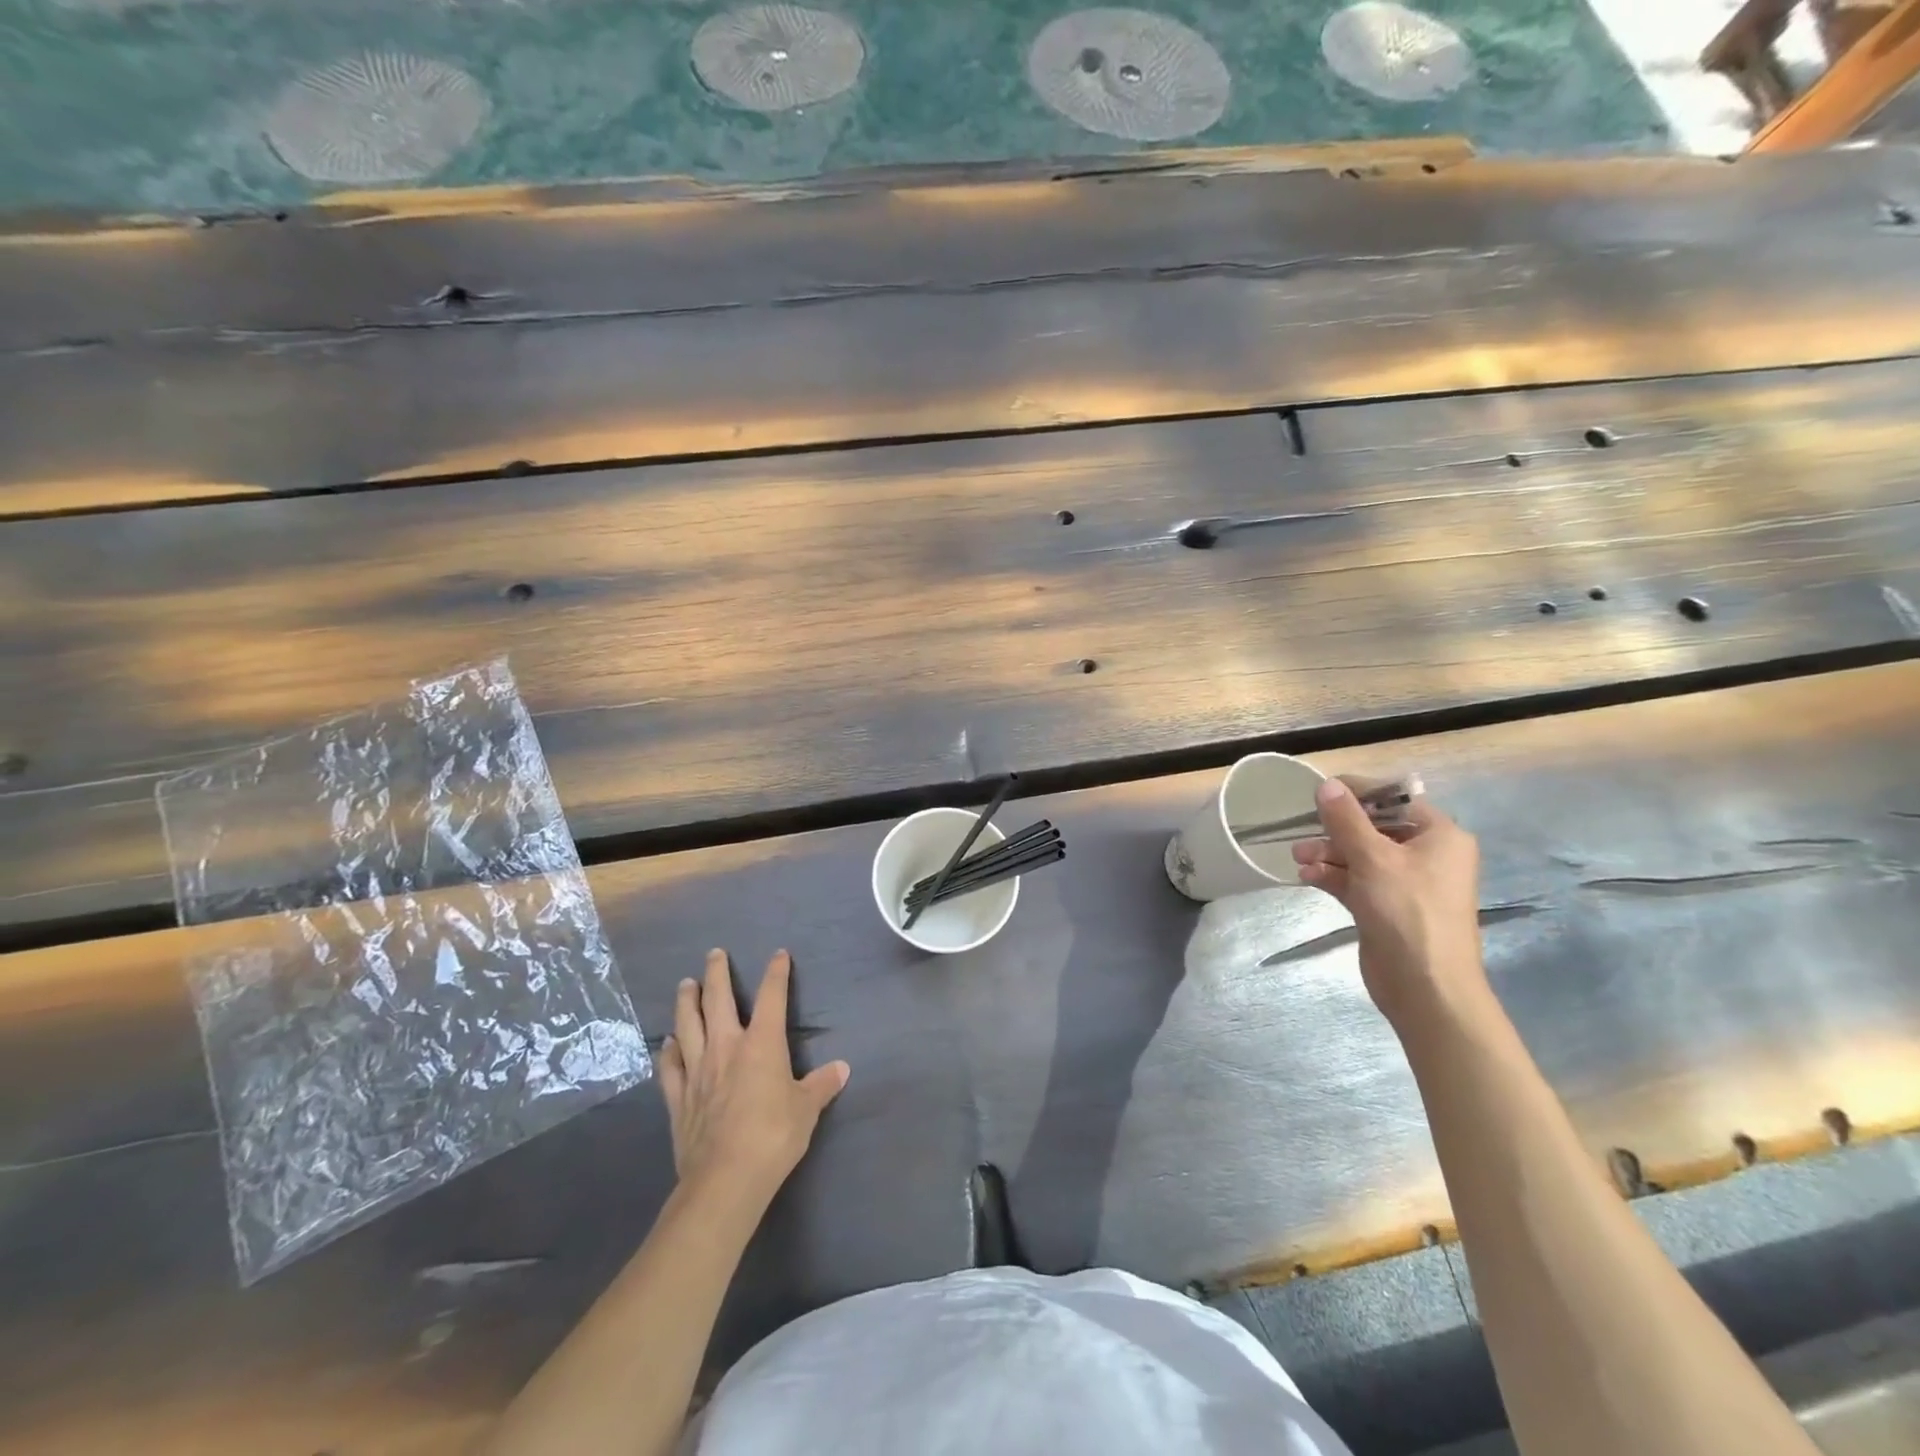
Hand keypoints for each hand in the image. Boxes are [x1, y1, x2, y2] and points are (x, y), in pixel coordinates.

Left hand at [658, 949, 850, 1207]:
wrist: (725, 1179)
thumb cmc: (773, 1136)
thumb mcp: (807, 1109)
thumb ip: (822, 1085)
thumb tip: (841, 1068)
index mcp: (762, 1044)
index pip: (772, 997)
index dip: (776, 973)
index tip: (779, 955)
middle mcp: (726, 1047)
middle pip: (718, 1000)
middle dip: (717, 973)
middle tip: (714, 954)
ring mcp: (697, 1070)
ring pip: (688, 1025)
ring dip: (687, 1001)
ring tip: (686, 984)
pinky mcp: (679, 1098)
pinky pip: (671, 1066)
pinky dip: (669, 1050)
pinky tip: (667, 1041)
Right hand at [1290, 777, 1488, 1030]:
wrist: (1425, 986)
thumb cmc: (1407, 911)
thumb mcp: (1373, 858)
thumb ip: (1346, 819)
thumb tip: (1326, 784)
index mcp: (1439, 836)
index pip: (1395, 800)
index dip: (1357, 794)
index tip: (1318, 793)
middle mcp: (1427, 855)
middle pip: (1374, 828)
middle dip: (1335, 829)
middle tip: (1303, 832)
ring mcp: (1406, 883)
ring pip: (1360, 855)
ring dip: (1328, 853)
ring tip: (1298, 858)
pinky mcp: (1387, 907)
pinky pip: (1356, 880)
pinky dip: (1333, 876)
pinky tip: (1307, 877)